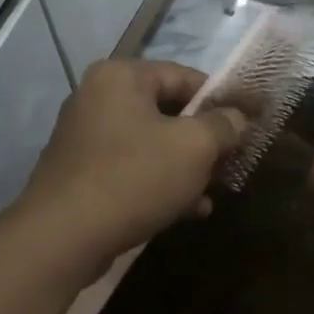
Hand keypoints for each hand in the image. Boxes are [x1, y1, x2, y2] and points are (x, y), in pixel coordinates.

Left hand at [18, 59, 247, 267]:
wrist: (62, 237)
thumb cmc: (133, 178)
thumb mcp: (193, 148)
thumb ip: (223, 126)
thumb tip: (237, 117)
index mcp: (121, 77)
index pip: (185, 76)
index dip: (223, 99)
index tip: (251, 122)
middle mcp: (97, 98)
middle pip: (167, 112)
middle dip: (204, 140)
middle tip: (232, 162)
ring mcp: (85, 138)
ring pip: (151, 145)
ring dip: (186, 168)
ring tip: (213, 192)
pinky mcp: (81, 174)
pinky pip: (131, 170)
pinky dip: (159, 184)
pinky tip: (188, 211)